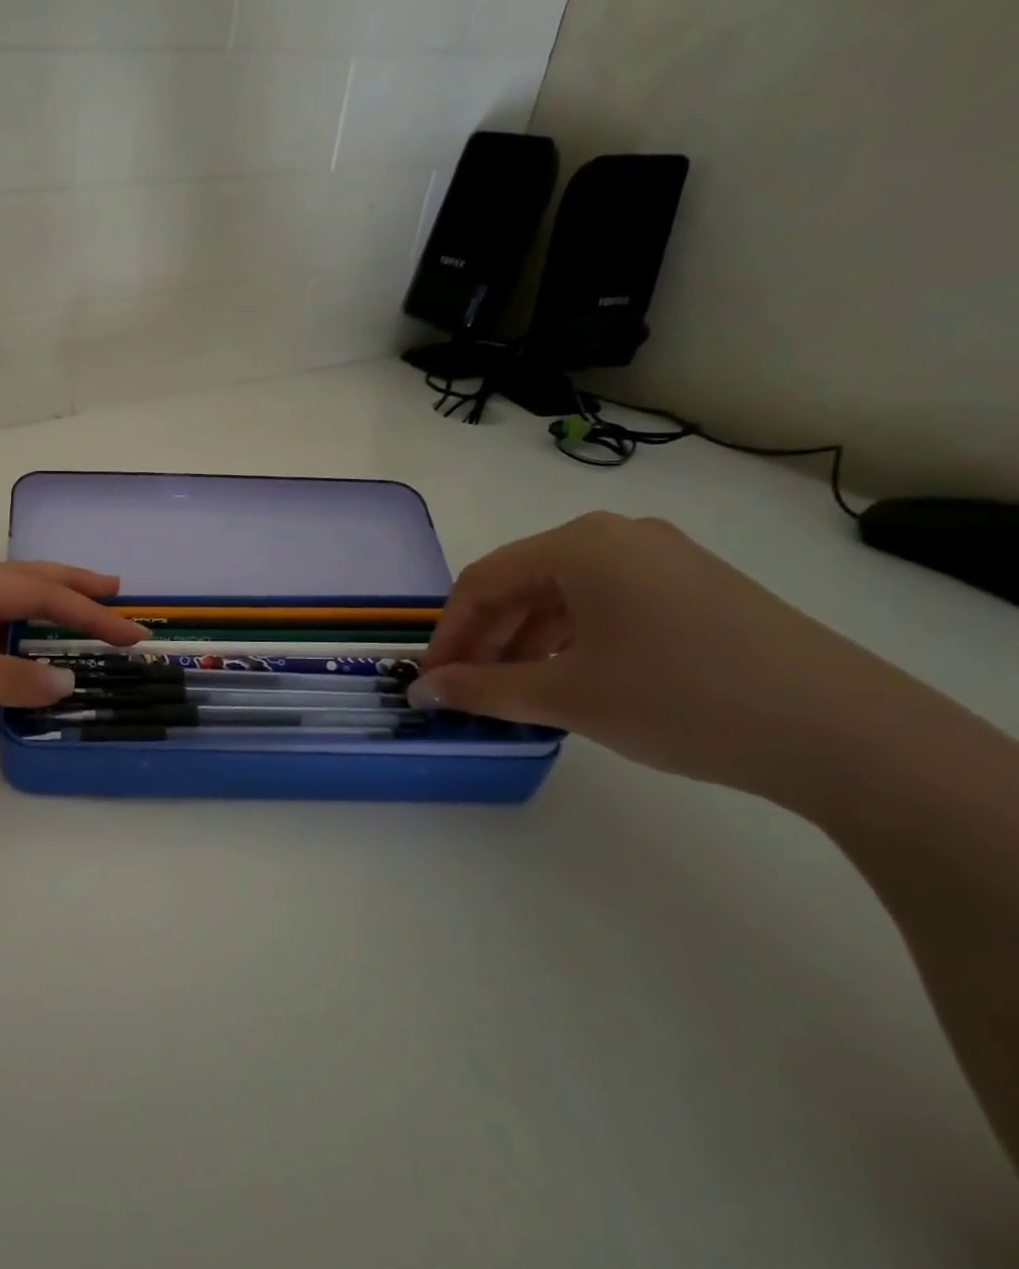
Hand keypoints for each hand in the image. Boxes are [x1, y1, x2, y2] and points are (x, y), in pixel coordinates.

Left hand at [0, 561, 146, 758]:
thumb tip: (64, 682)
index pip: (33, 593)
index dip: (86, 612)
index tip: (131, 632)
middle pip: (20, 586)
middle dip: (70, 590)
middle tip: (115, 595)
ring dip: (42, 619)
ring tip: (79, 626)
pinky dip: (10, 651)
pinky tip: (19, 663)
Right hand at [408, 512, 906, 793]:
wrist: (845, 733)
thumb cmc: (680, 699)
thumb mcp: (566, 697)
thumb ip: (482, 689)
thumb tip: (424, 690)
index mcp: (579, 545)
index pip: (482, 582)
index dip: (447, 634)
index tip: (430, 681)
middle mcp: (617, 536)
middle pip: (521, 583)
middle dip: (485, 638)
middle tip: (466, 689)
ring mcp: (663, 557)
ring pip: (562, 593)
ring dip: (525, 640)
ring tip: (515, 691)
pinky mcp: (695, 586)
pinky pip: (605, 602)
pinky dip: (571, 637)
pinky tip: (570, 677)